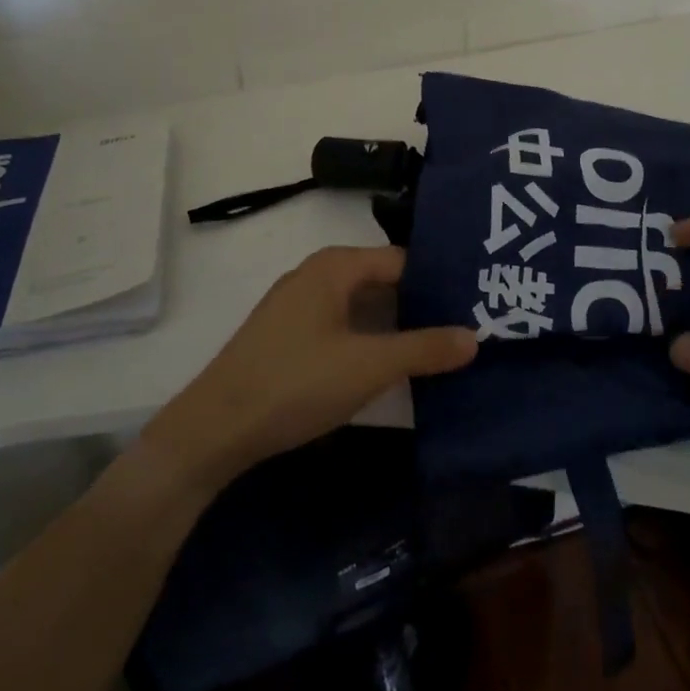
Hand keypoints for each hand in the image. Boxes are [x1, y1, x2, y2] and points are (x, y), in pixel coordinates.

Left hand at [154, 246, 477, 484]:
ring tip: (439, 347)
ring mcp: (298, 305)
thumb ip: (424, 349)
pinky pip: (342, 324)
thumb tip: (475, 336)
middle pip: (383, 280)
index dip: (439, 280)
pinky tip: (390, 364)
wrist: (213, 430)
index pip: (402, 260)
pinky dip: (369, 338)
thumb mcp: (369, 367)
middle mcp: (316, 274)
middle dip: (421, 304)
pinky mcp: (288, 336)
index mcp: (335, 266)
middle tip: (467, 326)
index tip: (476, 302)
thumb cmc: (295, 384)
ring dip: (396, 325)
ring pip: (362, 305)